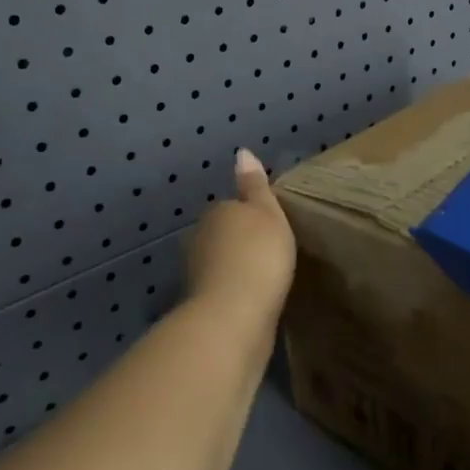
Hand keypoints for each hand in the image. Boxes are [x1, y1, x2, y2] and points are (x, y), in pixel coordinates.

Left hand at [185, 149, 296, 324]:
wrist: (234, 317)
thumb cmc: (258, 256)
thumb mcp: (267, 213)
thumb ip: (255, 185)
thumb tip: (242, 151)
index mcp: (216, 213)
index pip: (232, 207)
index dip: (252, 216)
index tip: (272, 229)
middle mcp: (199, 240)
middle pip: (222, 235)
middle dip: (241, 242)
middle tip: (271, 253)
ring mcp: (197, 274)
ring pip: (220, 263)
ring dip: (236, 269)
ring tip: (265, 279)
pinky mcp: (203, 306)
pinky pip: (223, 291)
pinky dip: (235, 293)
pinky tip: (253, 302)